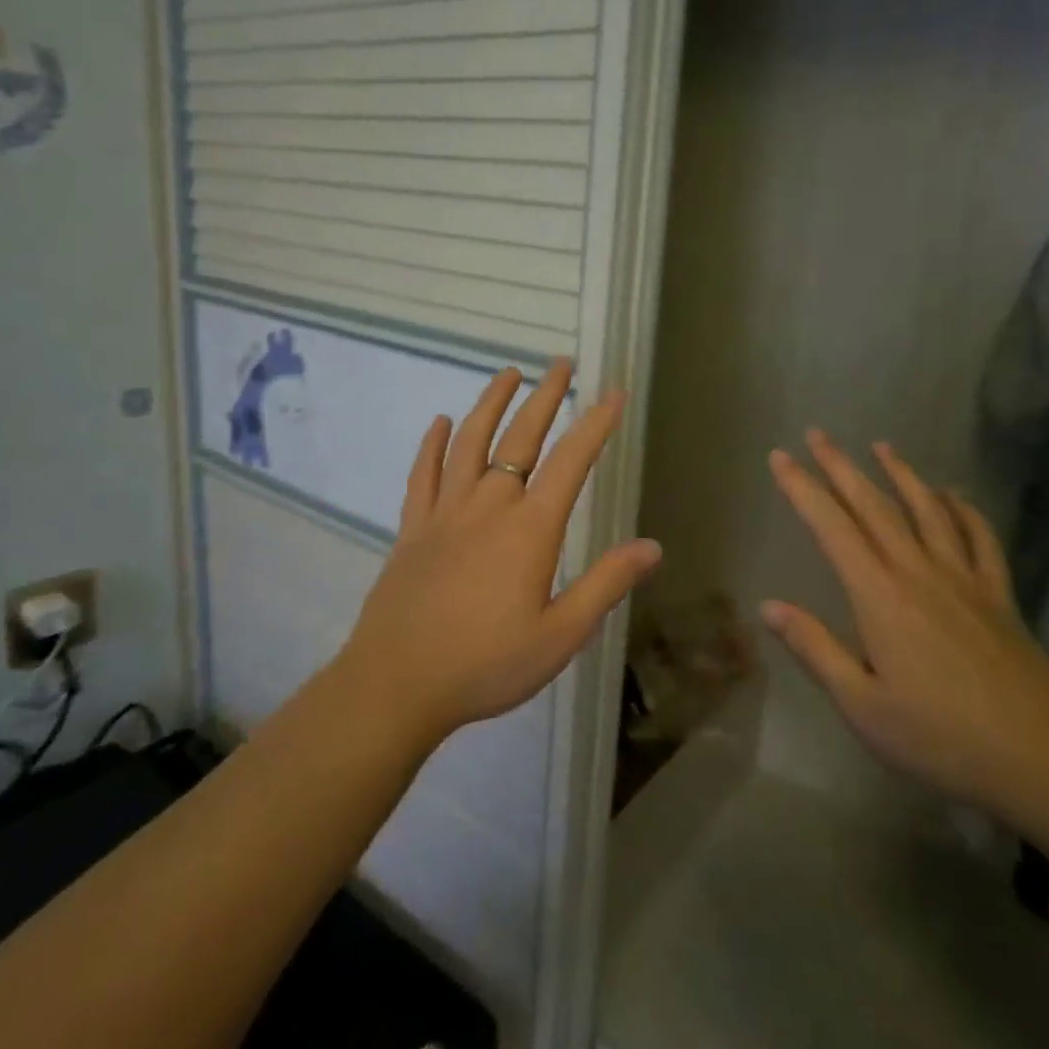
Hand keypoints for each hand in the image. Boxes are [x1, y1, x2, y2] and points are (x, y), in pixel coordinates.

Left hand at [336, 360, 662, 744]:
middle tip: (561, 364)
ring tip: (508, 373)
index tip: (613, 392)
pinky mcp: (413, 528)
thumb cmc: (486, 664)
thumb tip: (652, 547)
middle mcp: (489, 506)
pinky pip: (424, 474)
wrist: (396, 684)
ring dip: (491, 403)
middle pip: (521, 438)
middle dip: (545, 398)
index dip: (596, 424)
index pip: (572, 462)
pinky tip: (441, 422)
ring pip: (471, 443)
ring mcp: (446, 513)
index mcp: (530, 529)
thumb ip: (605, 585)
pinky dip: (434, 444)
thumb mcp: (560, 635)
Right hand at [762, 431, 1048, 811]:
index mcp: (879, 596)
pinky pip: (980, 538)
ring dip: (901, 473)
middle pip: (874, 505)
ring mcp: (964, 579)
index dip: (802, 488)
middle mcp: (918, 572)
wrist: (1042, 760)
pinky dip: (964, 509)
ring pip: (927, 510)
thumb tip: (768, 606)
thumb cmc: (940, 738)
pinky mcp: (999, 595)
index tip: (780, 457)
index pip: (831, 527)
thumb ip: (815, 649)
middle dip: (841, 466)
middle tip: (817, 434)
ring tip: (881, 446)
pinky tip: (954, 495)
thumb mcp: (861, 705)